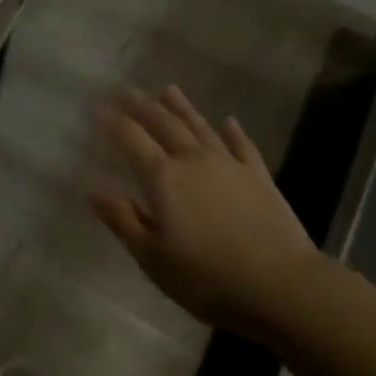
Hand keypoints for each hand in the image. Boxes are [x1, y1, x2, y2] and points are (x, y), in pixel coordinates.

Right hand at [90, 86, 320, 337]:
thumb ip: (123, 220)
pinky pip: (242, 146)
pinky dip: (233, 131)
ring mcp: (229, 165)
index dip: (112, 121)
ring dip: (182, 107)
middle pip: (164, 124)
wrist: (283, 286)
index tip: (97, 107)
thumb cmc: (209, 279)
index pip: (131, 139)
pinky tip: (228, 121)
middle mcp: (193, 160)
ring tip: (168, 89)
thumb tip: (92, 190)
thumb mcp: (154, 259)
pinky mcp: (259, 177)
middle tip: (126, 89)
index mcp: (163, 178)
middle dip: (142, 106)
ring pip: (199, 127)